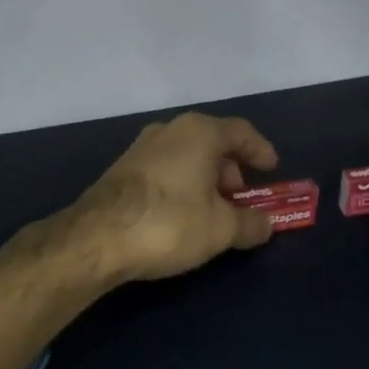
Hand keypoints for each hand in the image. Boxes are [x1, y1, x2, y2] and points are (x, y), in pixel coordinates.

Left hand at [67, 113, 279, 282]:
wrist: (96, 237)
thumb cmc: (170, 223)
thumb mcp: (221, 229)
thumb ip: (249, 224)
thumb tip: (266, 224)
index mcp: (199, 132)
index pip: (241, 132)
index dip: (260, 150)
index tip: (272, 170)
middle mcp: (169, 130)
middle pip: (212, 143)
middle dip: (231, 170)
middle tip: (241, 199)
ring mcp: (140, 148)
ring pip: (186, 157)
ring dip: (205, 180)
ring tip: (213, 212)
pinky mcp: (121, 170)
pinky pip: (165, 170)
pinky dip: (182, 185)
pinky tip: (182, 215)